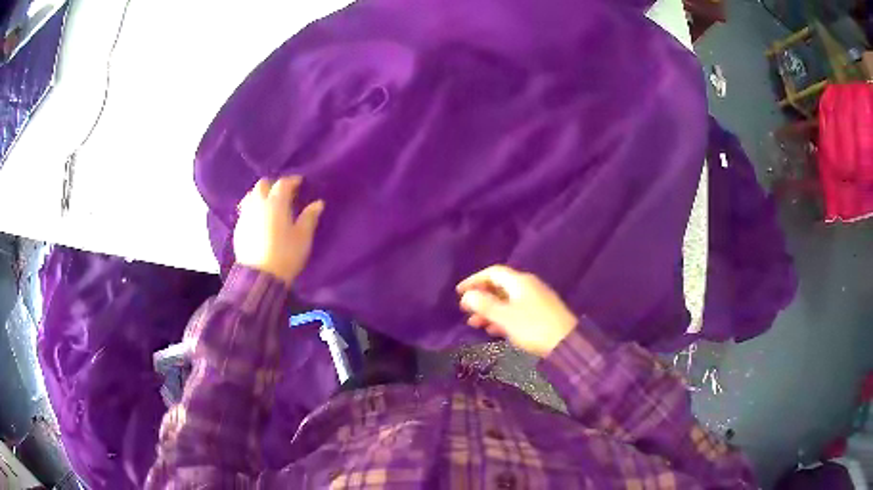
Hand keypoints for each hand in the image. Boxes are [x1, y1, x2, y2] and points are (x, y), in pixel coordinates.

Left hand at [233, 176, 323, 285]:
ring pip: (250, 196)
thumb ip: (309, 218)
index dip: (292, 181)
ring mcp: (246, 216)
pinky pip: (245, 211)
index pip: (283, 183)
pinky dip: (253, 209)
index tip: (300, 182)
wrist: (260, 277)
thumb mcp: (303, 237)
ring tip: (268, 203)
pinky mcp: (239, 229)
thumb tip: (318, 203)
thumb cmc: (286, 255)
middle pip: (262, 185)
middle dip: (273, 185)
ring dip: (260, 195)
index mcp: (276, 203)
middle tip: (283, 192)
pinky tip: (259, 219)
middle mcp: (258, 204)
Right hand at [457, 265, 575, 356]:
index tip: (459, 292)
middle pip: (500, 287)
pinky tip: (495, 331)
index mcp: (519, 282)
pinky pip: (516, 310)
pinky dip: (503, 318)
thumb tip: (467, 296)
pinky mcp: (541, 313)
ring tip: (476, 324)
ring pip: (507, 301)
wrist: (567, 343)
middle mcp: (528, 286)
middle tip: (466, 311)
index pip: (493, 273)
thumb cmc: (533, 327)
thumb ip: (484, 305)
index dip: (474, 280)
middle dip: (481, 298)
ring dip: (490, 311)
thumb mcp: (505, 317)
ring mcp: (536, 300)